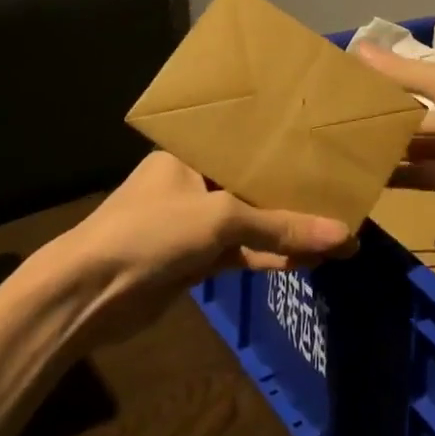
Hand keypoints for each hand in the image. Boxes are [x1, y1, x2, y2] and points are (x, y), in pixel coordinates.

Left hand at [53, 152, 356, 344]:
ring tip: (341, 234)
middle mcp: (196, 180)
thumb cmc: (150, 231)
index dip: (286, 147)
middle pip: (255, 183)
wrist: (90, 294)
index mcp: (191, 152)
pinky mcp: (198, 258)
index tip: (326, 148)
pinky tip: (311, 259)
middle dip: (296, 193)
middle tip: (344, 194)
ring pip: (253, 221)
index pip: (247, 142)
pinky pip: (245, 251)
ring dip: (290, 230)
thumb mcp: (219, 219)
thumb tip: (344, 236)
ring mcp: (197, 221)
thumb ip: (280, 226)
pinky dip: (273, 255)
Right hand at [355, 43, 434, 236]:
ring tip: (354, 148)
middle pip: (432, 110)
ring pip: (431, 145)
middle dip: (396, 115)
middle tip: (350, 119)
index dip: (402, 76)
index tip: (364, 83)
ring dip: (399, 146)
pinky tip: (375, 177)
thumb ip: (401, 71)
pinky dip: (409, 176)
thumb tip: (355, 46)